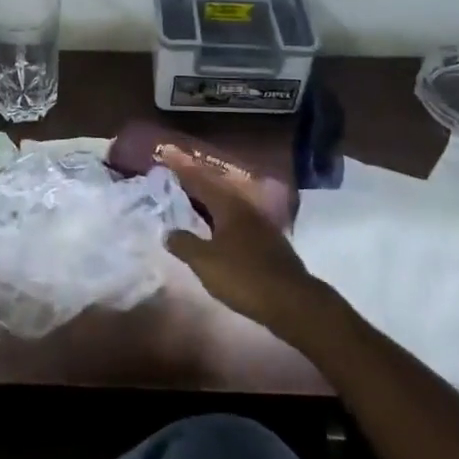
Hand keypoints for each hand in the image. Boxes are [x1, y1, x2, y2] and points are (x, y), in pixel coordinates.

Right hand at [160, 149, 329, 338]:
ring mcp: (260, 226)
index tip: (166, 157)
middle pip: (216, 191)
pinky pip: (237, 224)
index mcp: (229, 206)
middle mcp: (245, 209)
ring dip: (208, 205)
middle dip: (195, 185)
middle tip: (174, 181)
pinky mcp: (268, 244)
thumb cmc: (244, 276)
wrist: (292, 302)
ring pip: (228, 207)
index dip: (182, 170)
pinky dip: (220, 223)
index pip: (201, 181)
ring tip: (189, 206)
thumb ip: (185, 244)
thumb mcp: (206, 262)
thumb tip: (168, 232)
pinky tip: (214, 233)